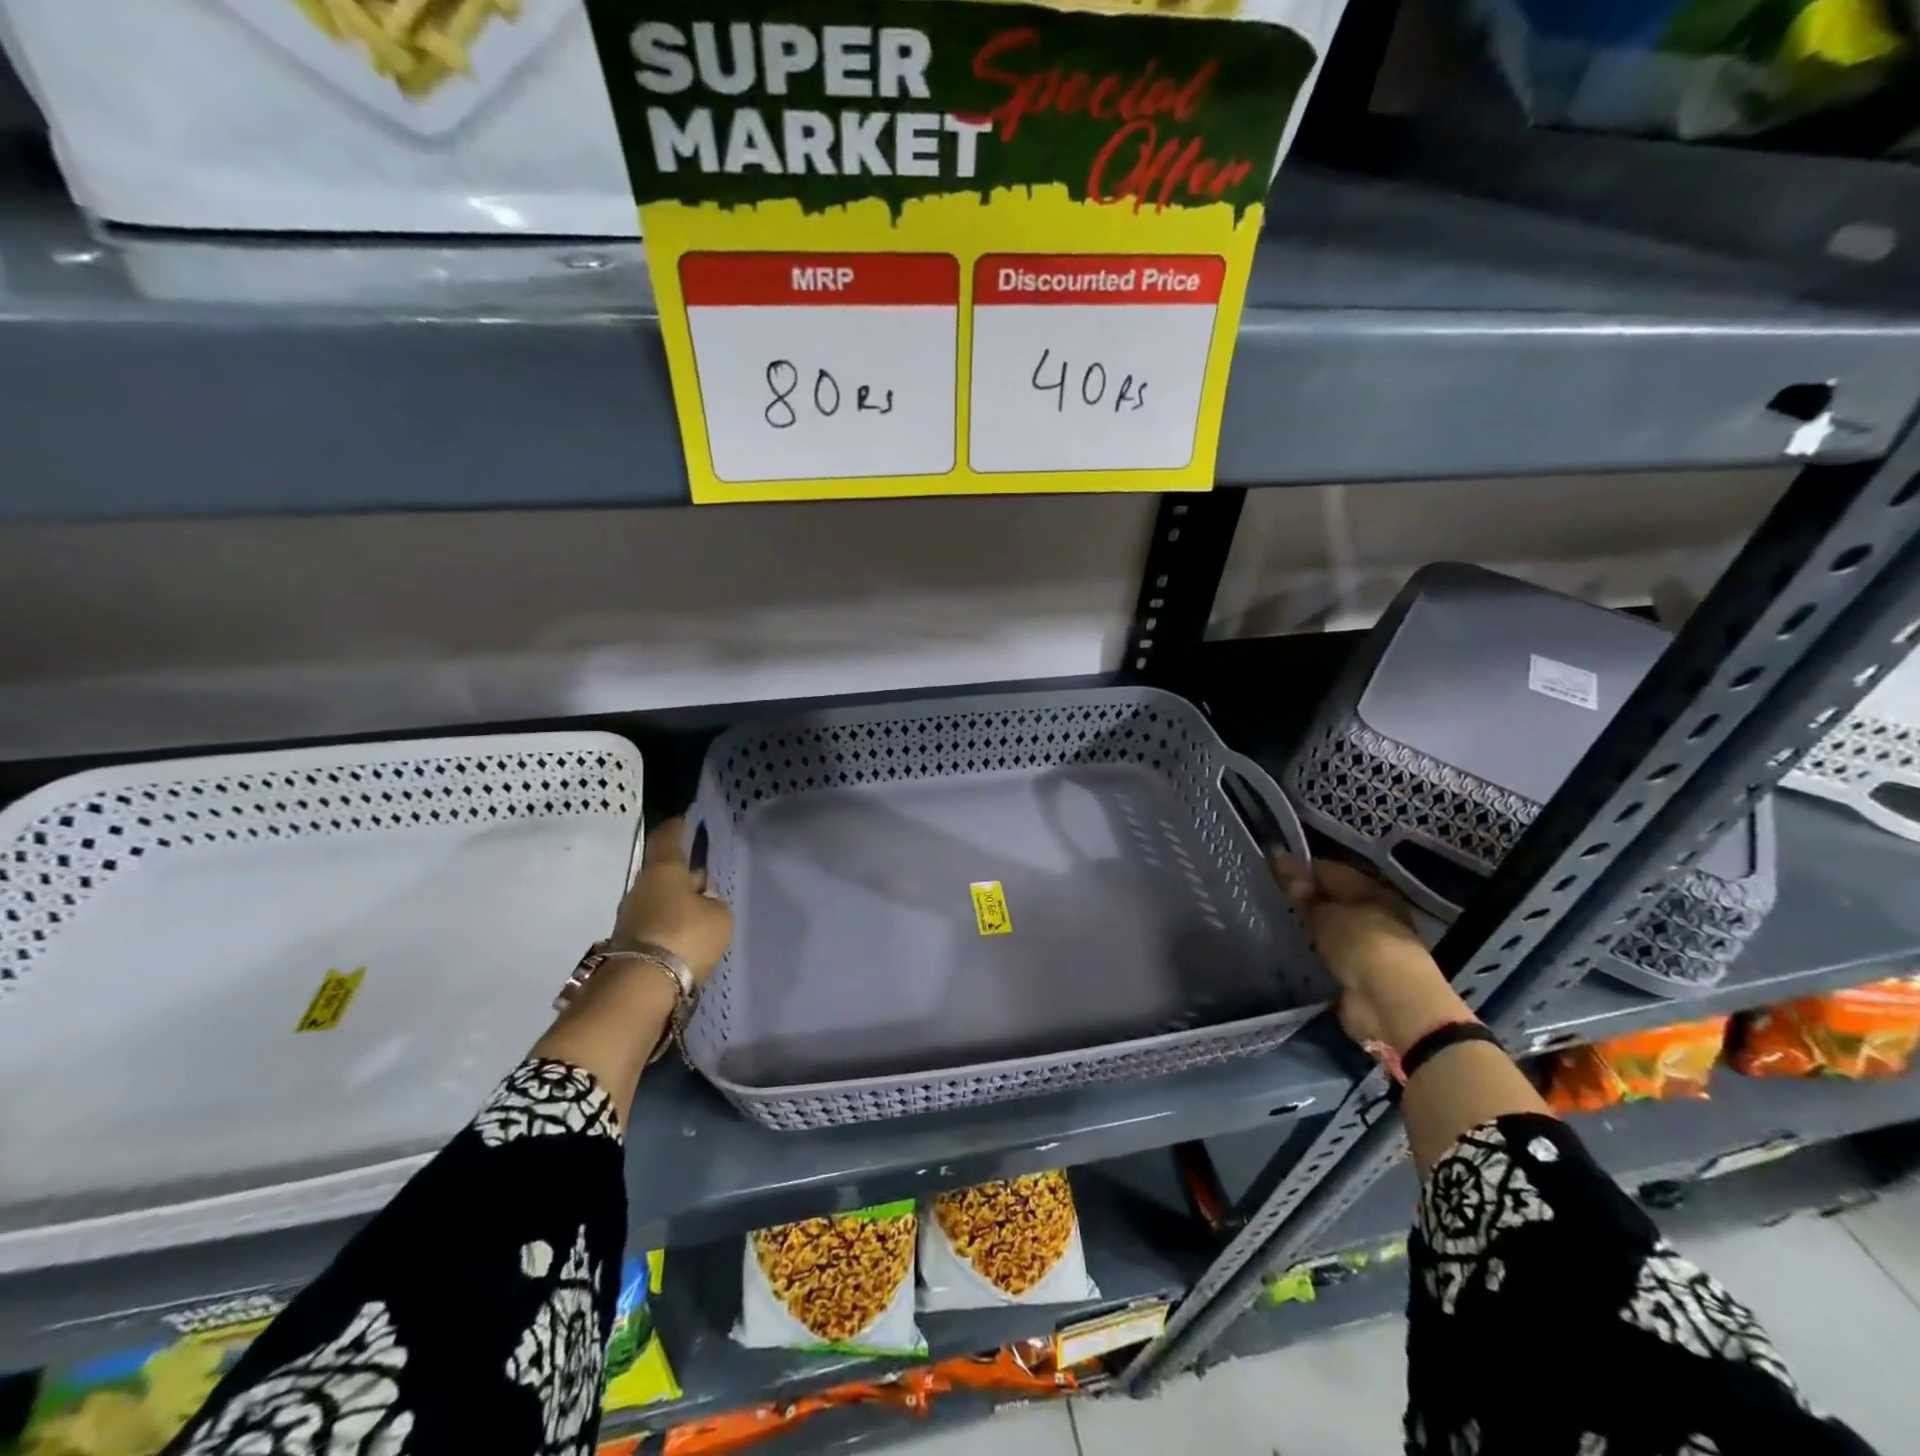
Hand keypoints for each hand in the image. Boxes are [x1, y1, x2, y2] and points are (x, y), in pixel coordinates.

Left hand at [612, 817, 732, 982]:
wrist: (640, 988)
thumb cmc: (685, 936)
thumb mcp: (719, 915)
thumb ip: (714, 902)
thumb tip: (702, 900)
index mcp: (663, 870)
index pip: (668, 837)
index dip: (678, 827)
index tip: (687, 820)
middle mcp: (640, 887)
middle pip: (664, 872)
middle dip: (684, 875)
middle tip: (706, 881)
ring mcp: (629, 917)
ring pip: (658, 900)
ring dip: (676, 905)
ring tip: (701, 916)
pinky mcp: (626, 944)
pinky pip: (654, 926)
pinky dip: (669, 928)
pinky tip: (686, 939)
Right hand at [1271, 855, 1470, 1054]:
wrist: (1389, 1003)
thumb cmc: (1361, 944)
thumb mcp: (1324, 912)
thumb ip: (1301, 889)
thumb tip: (1280, 858)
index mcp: (1371, 889)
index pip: (1328, 869)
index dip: (1298, 868)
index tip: (1268, 871)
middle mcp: (1372, 913)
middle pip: (1329, 898)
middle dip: (1302, 899)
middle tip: (1266, 897)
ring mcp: (1365, 943)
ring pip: (1327, 927)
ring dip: (1306, 927)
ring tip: (1271, 921)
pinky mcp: (1357, 971)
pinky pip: (1327, 953)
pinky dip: (1312, 951)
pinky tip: (1287, 948)